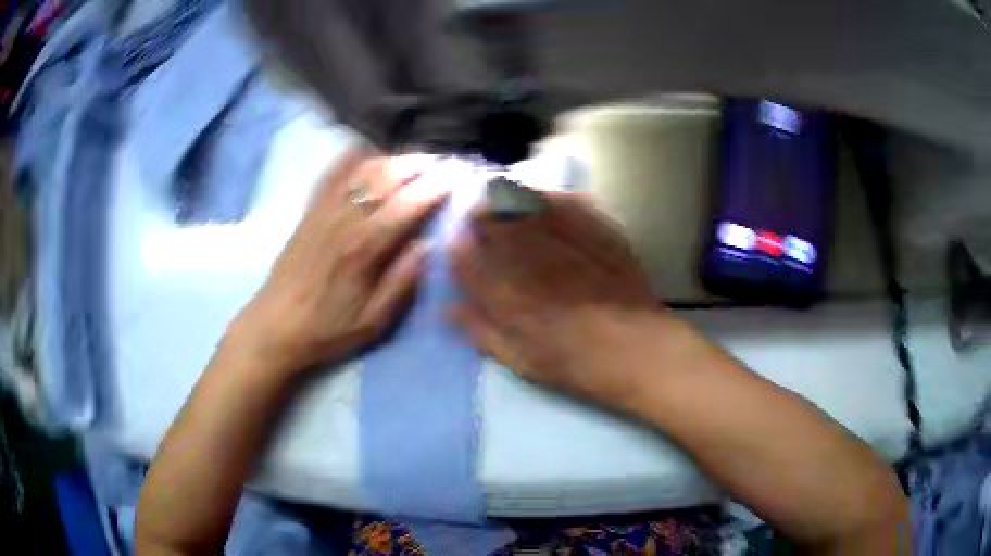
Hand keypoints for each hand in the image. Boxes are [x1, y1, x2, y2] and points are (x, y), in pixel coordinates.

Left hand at [230, 150, 447, 376]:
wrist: (275, 326)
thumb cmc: (327, 329)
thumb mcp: (372, 321)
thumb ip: (402, 282)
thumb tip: (429, 245)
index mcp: (364, 248)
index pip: (407, 204)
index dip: (436, 186)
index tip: (458, 176)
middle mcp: (344, 219)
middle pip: (386, 175)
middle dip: (420, 164)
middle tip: (443, 164)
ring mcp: (324, 209)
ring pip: (362, 168)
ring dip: (393, 158)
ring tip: (415, 160)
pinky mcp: (309, 210)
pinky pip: (333, 172)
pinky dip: (353, 156)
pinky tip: (369, 151)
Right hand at [451, 191, 675, 409]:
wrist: (641, 353)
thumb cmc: (579, 366)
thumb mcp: (524, 362)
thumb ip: (484, 333)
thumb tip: (449, 309)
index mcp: (510, 296)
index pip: (469, 261)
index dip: (457, 248)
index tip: (455, 243)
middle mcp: (533, 262)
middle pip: (496, 224)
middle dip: (480, 215)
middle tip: (476, 213)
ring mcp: (568, 243)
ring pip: (528, 207)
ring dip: (509, 198)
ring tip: (501, 196)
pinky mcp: (599, 233)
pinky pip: (569, 204)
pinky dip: (551, 197)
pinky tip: (544, 197)